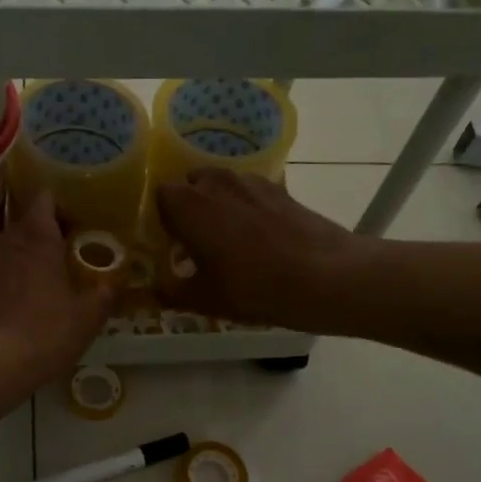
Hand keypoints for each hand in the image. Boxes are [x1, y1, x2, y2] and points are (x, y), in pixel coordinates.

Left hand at [0, 191, 112, 386]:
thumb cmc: (45, 332)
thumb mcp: (87, 318)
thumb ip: (103, 295)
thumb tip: (112, 284)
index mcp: (37, 238)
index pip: (45, 199)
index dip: (59, 208)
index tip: (73, 225)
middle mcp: (4, 240)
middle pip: (24, 226)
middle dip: (41, 239)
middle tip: (61, 262)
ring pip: (4, 251)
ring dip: (19, 262)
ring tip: (35, 288)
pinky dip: (0, 284)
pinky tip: (11, 309)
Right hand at [155, 170, 368, 328]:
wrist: (325, 277)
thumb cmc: (253, 287)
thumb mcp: (205, 299)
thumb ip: (172, 292)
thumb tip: (155, 290)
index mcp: (188, 205)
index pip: (159, 196)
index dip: (162, 218)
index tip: (169, 242)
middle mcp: (215, 183)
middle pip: (190, 184)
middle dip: (188, 207)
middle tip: (195, 240)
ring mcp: (250, 182)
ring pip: (221, 185)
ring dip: (217, 203)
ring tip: (227, 237)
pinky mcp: (279, 189)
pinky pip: (249, 192)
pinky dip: (246, 206)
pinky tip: (258, 236)